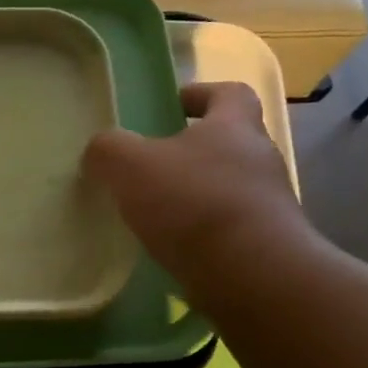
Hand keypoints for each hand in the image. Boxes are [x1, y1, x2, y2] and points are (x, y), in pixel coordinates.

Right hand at [83, 82, 312, 298]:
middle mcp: (259, 160)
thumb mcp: (130, 165)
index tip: (173, 105)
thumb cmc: (193, 202)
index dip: (201, 94)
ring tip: (154, 213)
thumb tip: (100, 151)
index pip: (230, 93)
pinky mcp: (264, 246)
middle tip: (149, 167)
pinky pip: (227, 229)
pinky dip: (200, 233)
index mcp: (234, 126)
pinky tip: (171, 248)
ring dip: (195, 195)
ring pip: (227, 188)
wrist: (250, 274)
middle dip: (191, 151)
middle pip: (227, 143)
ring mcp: (267, 205)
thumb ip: (108, 150)